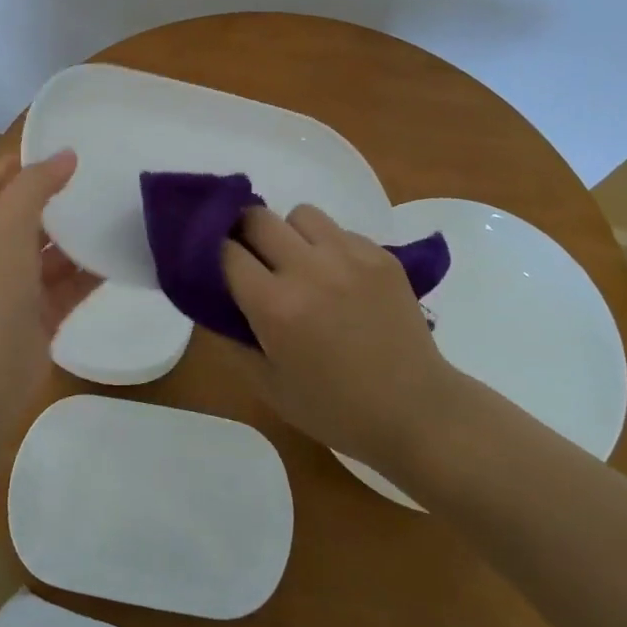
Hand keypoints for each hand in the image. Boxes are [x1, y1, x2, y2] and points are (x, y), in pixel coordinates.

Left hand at [0, 150, 99, 429]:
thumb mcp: (4, 227)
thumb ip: (34, 186)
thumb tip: (66, 154)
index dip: (24, 160)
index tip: (67, 143)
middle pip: (27, 214)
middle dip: (59, 196)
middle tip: (104, 175)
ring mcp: (15, 287)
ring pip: (52, 252)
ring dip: (79, 236)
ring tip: (120, 210)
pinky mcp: (40, 317)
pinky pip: (70, 286)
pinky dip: (91, 273)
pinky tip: (123, 256)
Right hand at [222, 204, 463, 475]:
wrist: (415, 412)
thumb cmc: (334, 408)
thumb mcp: (267, 385)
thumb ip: (231, 338)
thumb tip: (211, 300)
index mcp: (275, 306)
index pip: (226, 250)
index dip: (215, 254)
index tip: (216, 264)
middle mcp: (309, 269)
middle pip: (258, 217)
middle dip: (246, 233)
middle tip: (253, 259)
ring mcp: (350, 257)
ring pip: (301, 213)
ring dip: (290, 233)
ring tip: (299, 263)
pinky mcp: (381, 255)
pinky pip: (340, 230)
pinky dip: (328, 246)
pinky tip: (338, 278)